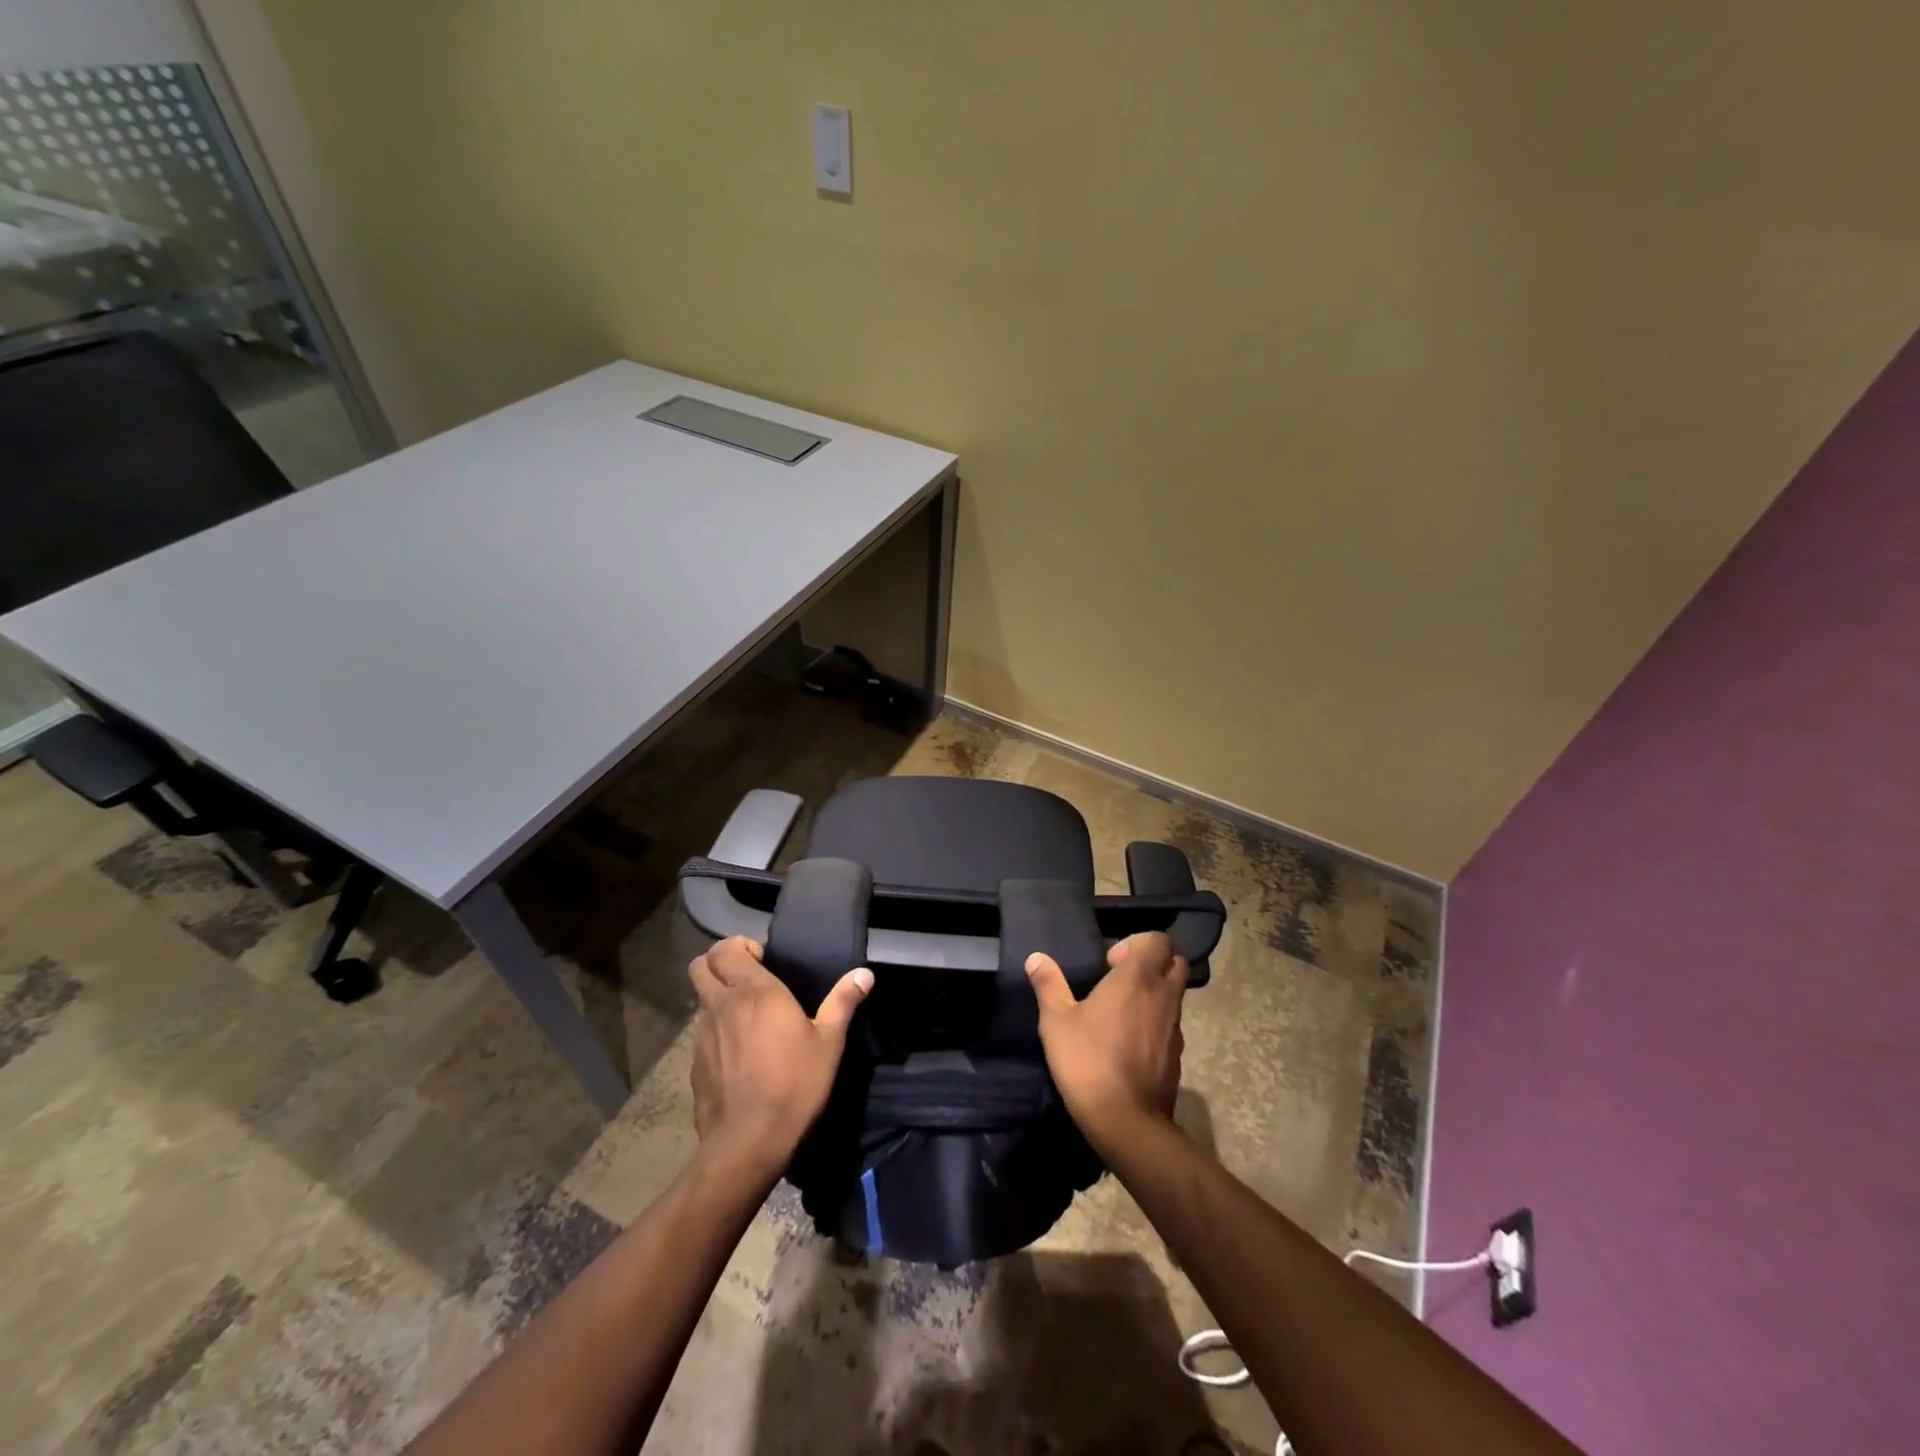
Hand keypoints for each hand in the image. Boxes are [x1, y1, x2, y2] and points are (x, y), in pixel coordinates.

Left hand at [688, 937, 872, 1173]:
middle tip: (748, 979)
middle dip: (719, 963)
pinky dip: (715, 1031)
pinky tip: (738, 1053)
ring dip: (717, 998)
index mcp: (754, 991)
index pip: (725, 948)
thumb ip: (843, 1002)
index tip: (764, 961)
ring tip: (746, 1018)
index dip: (740, 947)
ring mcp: (702, 1035)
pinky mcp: (694, 1064)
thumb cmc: (794, 1083)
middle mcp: (722, 1005)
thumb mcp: (829, 1043)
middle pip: (700, 965)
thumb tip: (864, 974)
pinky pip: (701, 1033)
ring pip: (700, 999)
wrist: (748, 1141)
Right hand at [1026, 931, 1187, 1153]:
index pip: (1158, 940)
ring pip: (1176, 994)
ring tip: (1123, 1011)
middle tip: (1122, 979)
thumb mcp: (1057, 1021)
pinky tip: (1130, 1041)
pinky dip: (1157, 1022)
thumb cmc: (1088, 1060)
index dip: (1137, 943)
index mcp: (1137, 978)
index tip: (1110, 962)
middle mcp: (1164, 996)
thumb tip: (1036, 958)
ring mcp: (1175, 1027)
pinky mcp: (1178, 1055)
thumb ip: (1048, 984)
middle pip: (1175, 962)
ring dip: (1156, 993)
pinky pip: (1172, 1024)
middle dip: (1154, 963)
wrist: (1126, 1121)